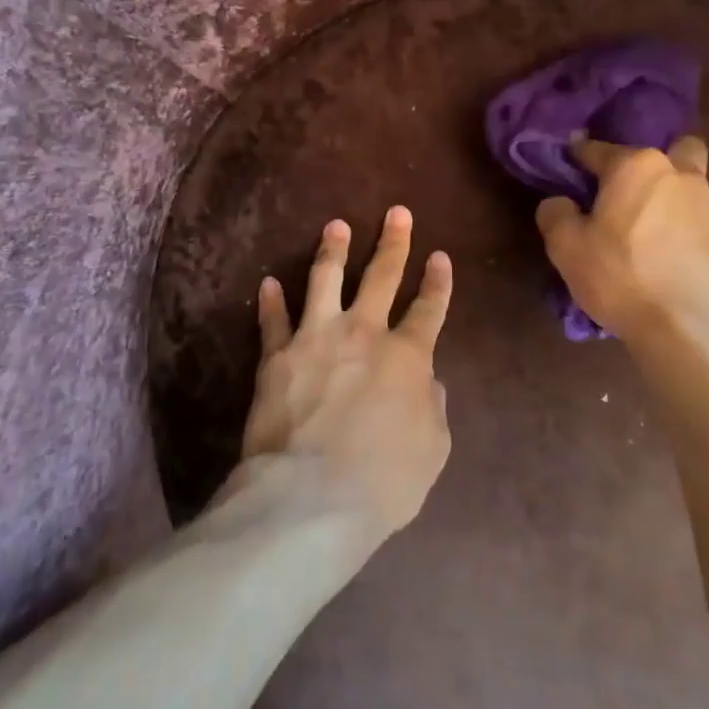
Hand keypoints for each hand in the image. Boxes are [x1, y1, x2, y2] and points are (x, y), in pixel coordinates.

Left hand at [242, 207, 452, 543]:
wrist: (310, 495)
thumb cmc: (383, 480)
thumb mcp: (432, 450)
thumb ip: (433, 408)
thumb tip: (428, 382)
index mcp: (407, 356)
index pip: (428, 309)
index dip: (437, 282)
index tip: (439, 257)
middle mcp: (363, 333)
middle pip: (381, 276)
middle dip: (393, 242)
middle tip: (397, 213)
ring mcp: (316, 337)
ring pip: (326, 279)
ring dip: (333, 250)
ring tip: (336, 225)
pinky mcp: (277, 355)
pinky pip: (273, 320)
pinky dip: (271, 301)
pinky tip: (269, 282)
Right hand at [535, 136, 708, 351]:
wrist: (695, 332)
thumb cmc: (623, 277)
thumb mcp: (566, 248)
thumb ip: (556, 214)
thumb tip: (560, 202)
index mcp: (636, 167)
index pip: (597, 149)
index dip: (577, 158)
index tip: (567, 170)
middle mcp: (678, 176)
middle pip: (670, 150)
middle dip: (649, 165)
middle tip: (626, 195)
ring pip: (687, 188)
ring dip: (668, 201)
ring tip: (646, 238)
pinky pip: (698, 225)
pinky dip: (683, 235)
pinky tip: (668, 265)